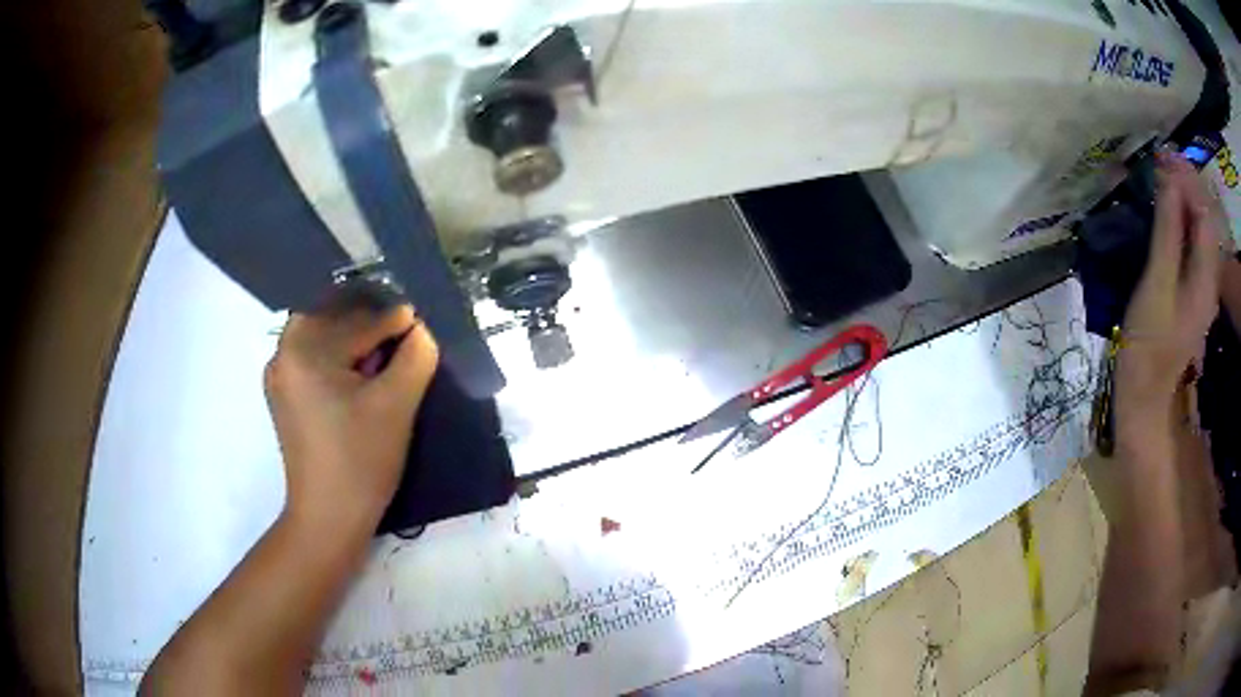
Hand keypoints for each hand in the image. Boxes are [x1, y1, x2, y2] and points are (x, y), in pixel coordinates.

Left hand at [264, 305, 438, 528]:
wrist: (328, 517)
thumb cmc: (361, 460)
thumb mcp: (397, 405)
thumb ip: (416, 356)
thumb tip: (419, 330)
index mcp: (304, 349)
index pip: (359, 322)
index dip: (396, 321)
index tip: (421, 321)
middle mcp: (283, 353)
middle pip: (333, 319)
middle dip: (368, 323)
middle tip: (399, 336)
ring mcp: (279, 376)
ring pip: (321, 338)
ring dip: (352, 339)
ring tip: (380, 356)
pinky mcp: (283, 397)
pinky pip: (312, 359)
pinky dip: (336, 358)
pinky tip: (356, 376)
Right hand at [1116, 153, 1224, 439]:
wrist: (1146, 395)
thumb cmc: (1149, 343)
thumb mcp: (1157, 284)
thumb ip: (1168, 232)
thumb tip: (1169, 180)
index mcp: (1205, 276)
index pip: (1203, 212)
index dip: (1186, 180)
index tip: (1162, 156)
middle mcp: (1209, 277)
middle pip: (1203, 218)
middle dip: (1185, 184)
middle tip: (1160, 161)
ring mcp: (1202, 286)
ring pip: (1199, 229)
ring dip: (1183, 199)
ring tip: (1161, 177)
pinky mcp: (1191, 290)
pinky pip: (1192, 243)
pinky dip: (1181, 220)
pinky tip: (1166, 212)